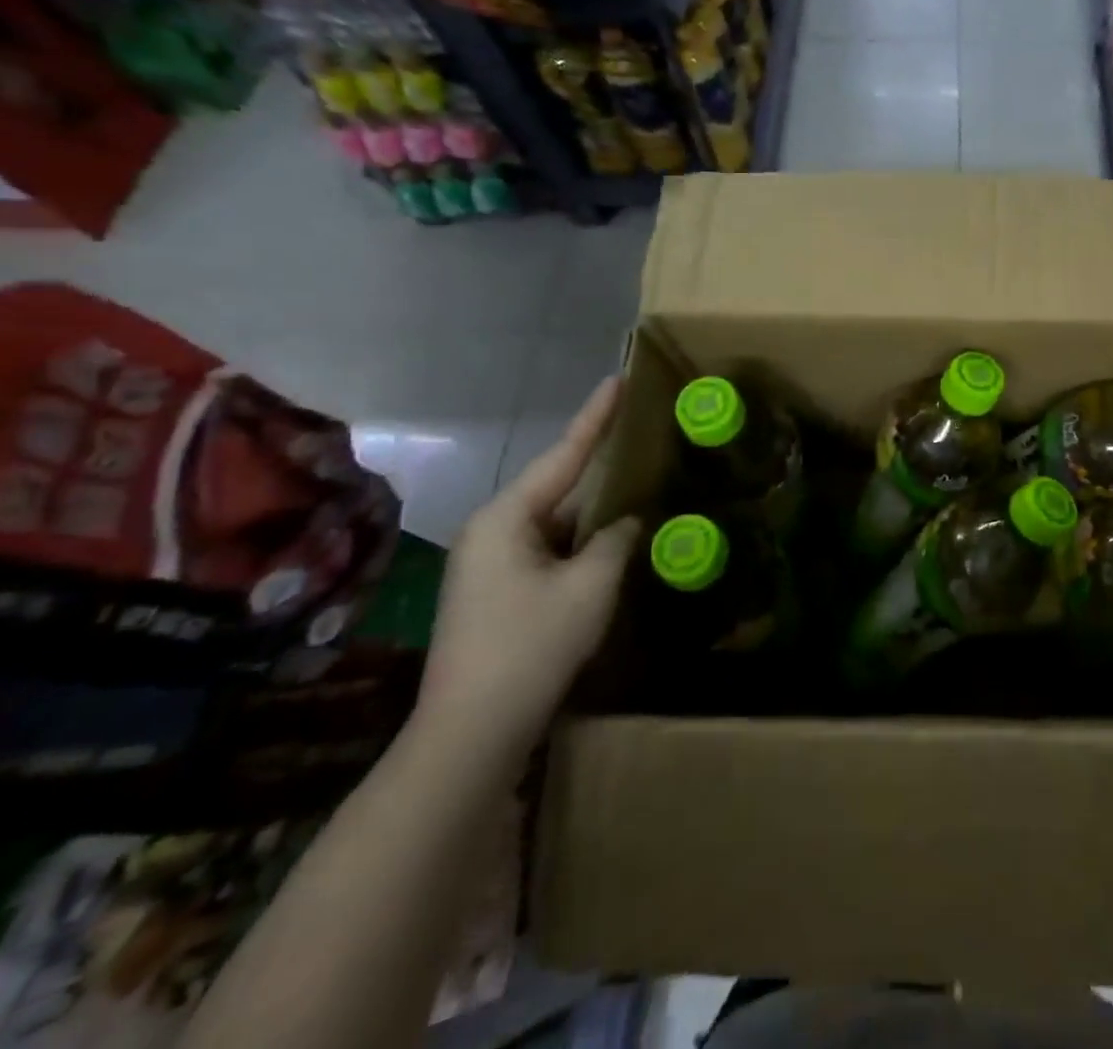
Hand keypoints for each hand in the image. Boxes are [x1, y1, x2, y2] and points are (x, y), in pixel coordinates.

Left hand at [414, 378, 642, 764]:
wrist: (472, 732)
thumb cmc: (532, 645)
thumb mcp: (591, 585)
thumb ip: (617, 539)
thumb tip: (629, 520)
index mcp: (507, 518)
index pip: (564, 455)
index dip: (596, 417)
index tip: (619, 380)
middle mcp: (492, 531)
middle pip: (558, 487)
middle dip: (600, 467)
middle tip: (640, 438)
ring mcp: (490, 564)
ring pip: (556, 522)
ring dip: (595, 512)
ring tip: (639, 488)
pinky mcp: (497, 592)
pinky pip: (548, 550)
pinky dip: (581, 544)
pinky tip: (612, 544)